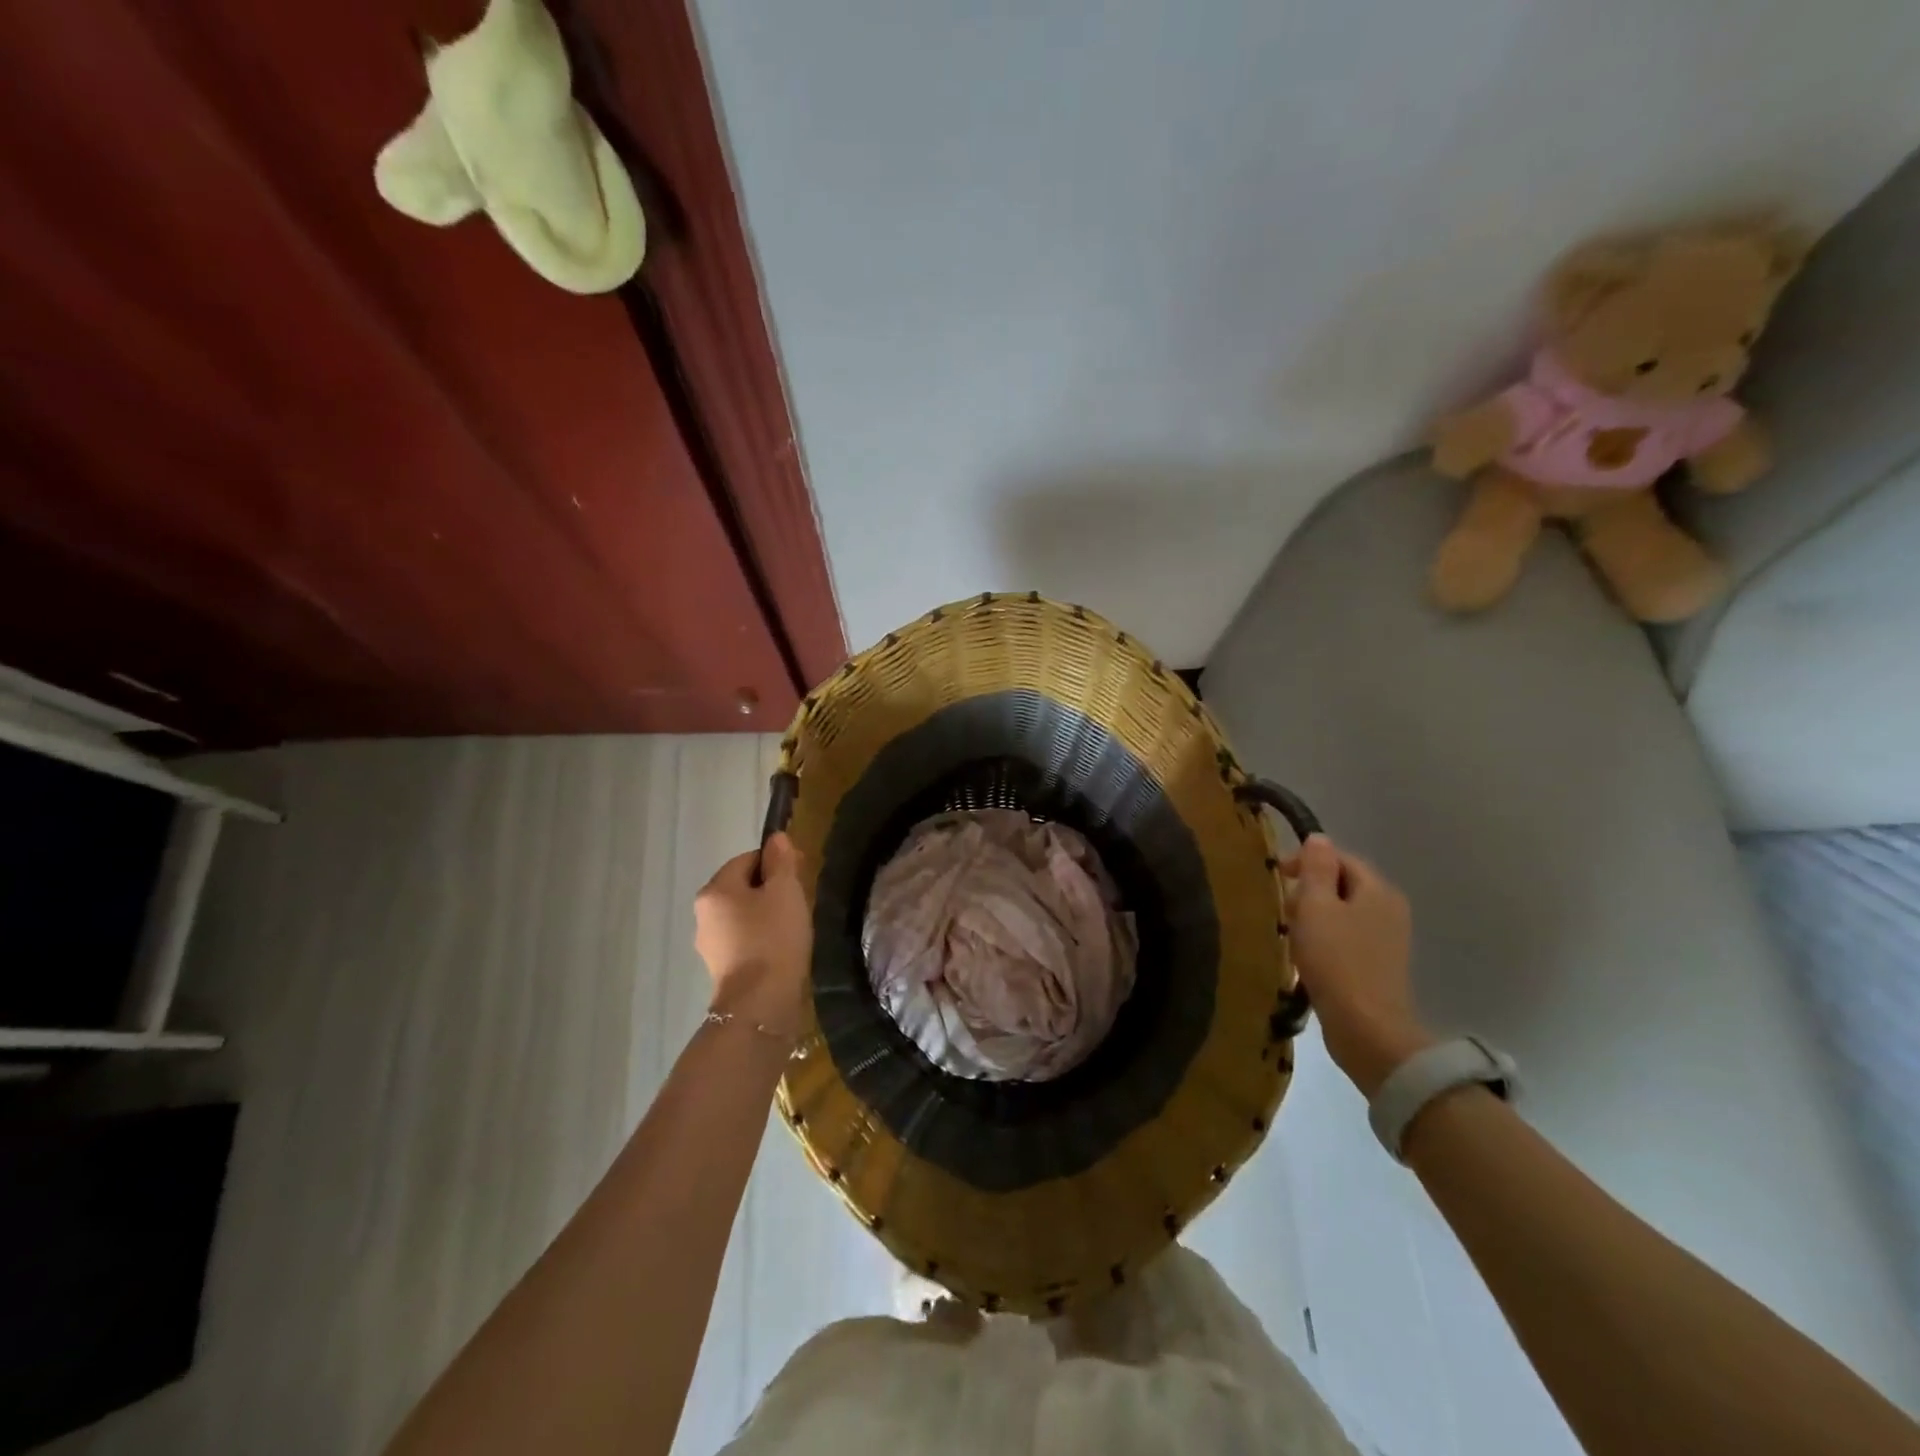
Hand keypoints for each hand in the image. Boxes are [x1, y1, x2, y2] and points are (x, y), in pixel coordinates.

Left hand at [694, 834, 811, 1037]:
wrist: (760, 1004)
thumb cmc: (773, 938)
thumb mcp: (785, 891)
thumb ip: (782, 861)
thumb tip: (776, 838)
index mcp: (715, 889)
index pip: (747, 859)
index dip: (776, 862)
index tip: (800, 876)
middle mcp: (704, 913)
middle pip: (743, 886)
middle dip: (772, 889)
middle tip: (800, 902)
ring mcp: (710, 944)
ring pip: (743, 914)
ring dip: (767, 915)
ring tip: (794, 928)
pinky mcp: (721, 968)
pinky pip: (744, 939)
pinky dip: (762, 938)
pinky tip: (782, 949)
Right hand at [1285, 835, 1432, 1096]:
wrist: (1366, 1029)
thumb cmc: (1336, 960)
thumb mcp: (1316, 907)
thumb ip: (1316, 869)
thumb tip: (1318, 838)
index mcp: (1378, 890)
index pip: (1339, 857)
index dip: (1306, 861)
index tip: (1275, 876)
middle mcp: (1390, 909)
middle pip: (1342, 884)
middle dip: (1308, 890)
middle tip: (1281, 908)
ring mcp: (1388, 940)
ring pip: (1342, 912)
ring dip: (1314, 917)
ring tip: (1289, 932)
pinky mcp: (1379, 966)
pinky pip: (1346, 938)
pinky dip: (1325, 939)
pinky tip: (1306, 956)